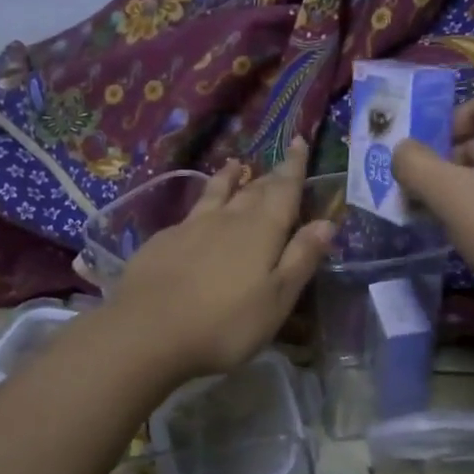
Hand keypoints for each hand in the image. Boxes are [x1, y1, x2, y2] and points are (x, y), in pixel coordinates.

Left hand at [110, 138, 333, 379]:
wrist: (146, 332)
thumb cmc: (225, 323)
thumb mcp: (277, 299)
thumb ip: (301, 258)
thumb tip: (326, 222)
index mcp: (262, 230)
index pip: (284, 189)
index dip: (294, 166)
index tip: (298, 141)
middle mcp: (228, 219)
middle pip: (254, 190)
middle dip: (270, 176)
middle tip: (280, 164)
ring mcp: (191, 227)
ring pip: (217, 193)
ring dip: (230, 178)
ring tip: (236, 165)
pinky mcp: (162, 241)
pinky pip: (191, 212)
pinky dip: (203, 201)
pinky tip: (197, 212)